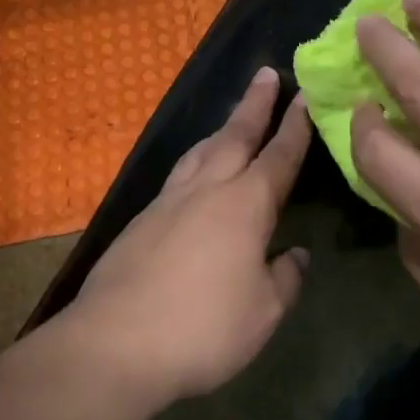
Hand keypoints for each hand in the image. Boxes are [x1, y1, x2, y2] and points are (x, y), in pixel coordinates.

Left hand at [67, 66, 311, 408]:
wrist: (113, 345)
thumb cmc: (203, 328)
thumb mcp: (264, 312)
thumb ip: (285, 278)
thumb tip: (295, 255)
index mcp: (244, 205)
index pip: (278, 156)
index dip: (295, 127)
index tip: (305, 96)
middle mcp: (206, 191)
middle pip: (234, 136)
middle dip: (254, 105)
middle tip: (266, 74)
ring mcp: (167, 204)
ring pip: (200, 152)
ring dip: (222, 130)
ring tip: (234, 119)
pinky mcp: (139, 223)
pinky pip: (177, 177)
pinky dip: (195, 162)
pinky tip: (195, 177)